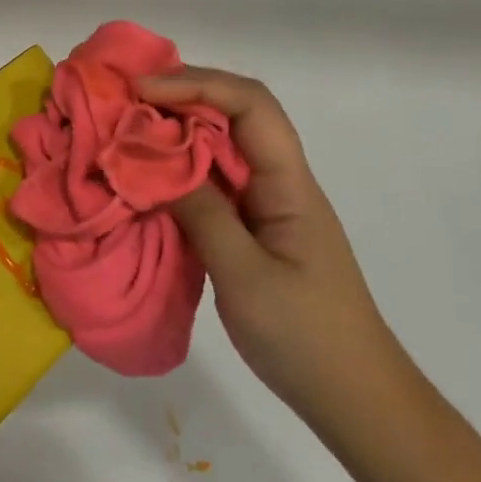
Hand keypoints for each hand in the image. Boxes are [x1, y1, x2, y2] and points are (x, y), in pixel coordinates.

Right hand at [136, 69, 400, 441]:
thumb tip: (153, 162)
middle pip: (235, 113)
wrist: (355, 397)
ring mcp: (267, 203)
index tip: (142, 91)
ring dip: (177, 131)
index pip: (250, 104)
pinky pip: (213, 181)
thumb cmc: (306, 337)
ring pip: (222, 146)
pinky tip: (149, 179)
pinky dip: (179, 170)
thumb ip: (202, 214)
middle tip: (125, 102)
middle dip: (181, 96)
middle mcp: (280, 180)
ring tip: (128, 131)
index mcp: (289, 182)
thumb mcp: (245, 276)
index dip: (196, 84)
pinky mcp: (253, 227)